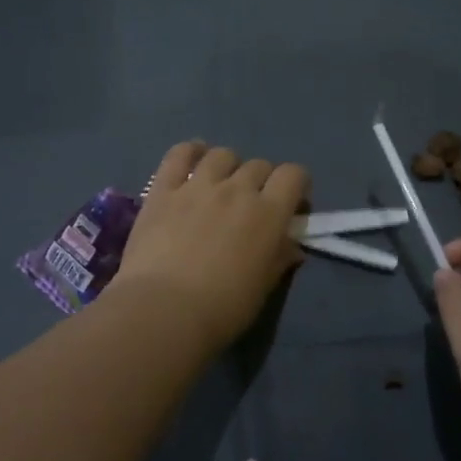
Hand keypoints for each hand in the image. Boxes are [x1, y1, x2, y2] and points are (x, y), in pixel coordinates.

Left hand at [109, 141, 309, 348]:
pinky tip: (192, 158)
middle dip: (262, 180)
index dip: (297, 184)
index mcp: (268, 213)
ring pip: (222, 155)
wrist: (164, 310)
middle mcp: (237, 189)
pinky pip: (179, 154)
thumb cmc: (223, 308)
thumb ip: (279, 259)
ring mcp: (197, 185)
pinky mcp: (163, 189)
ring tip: (220, 184)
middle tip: (251, 204)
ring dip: (228, 166)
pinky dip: (190, 151)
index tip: (291, 203)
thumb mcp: (263, 288)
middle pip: (259, 165)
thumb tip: (292, 246)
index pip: (293, 175)